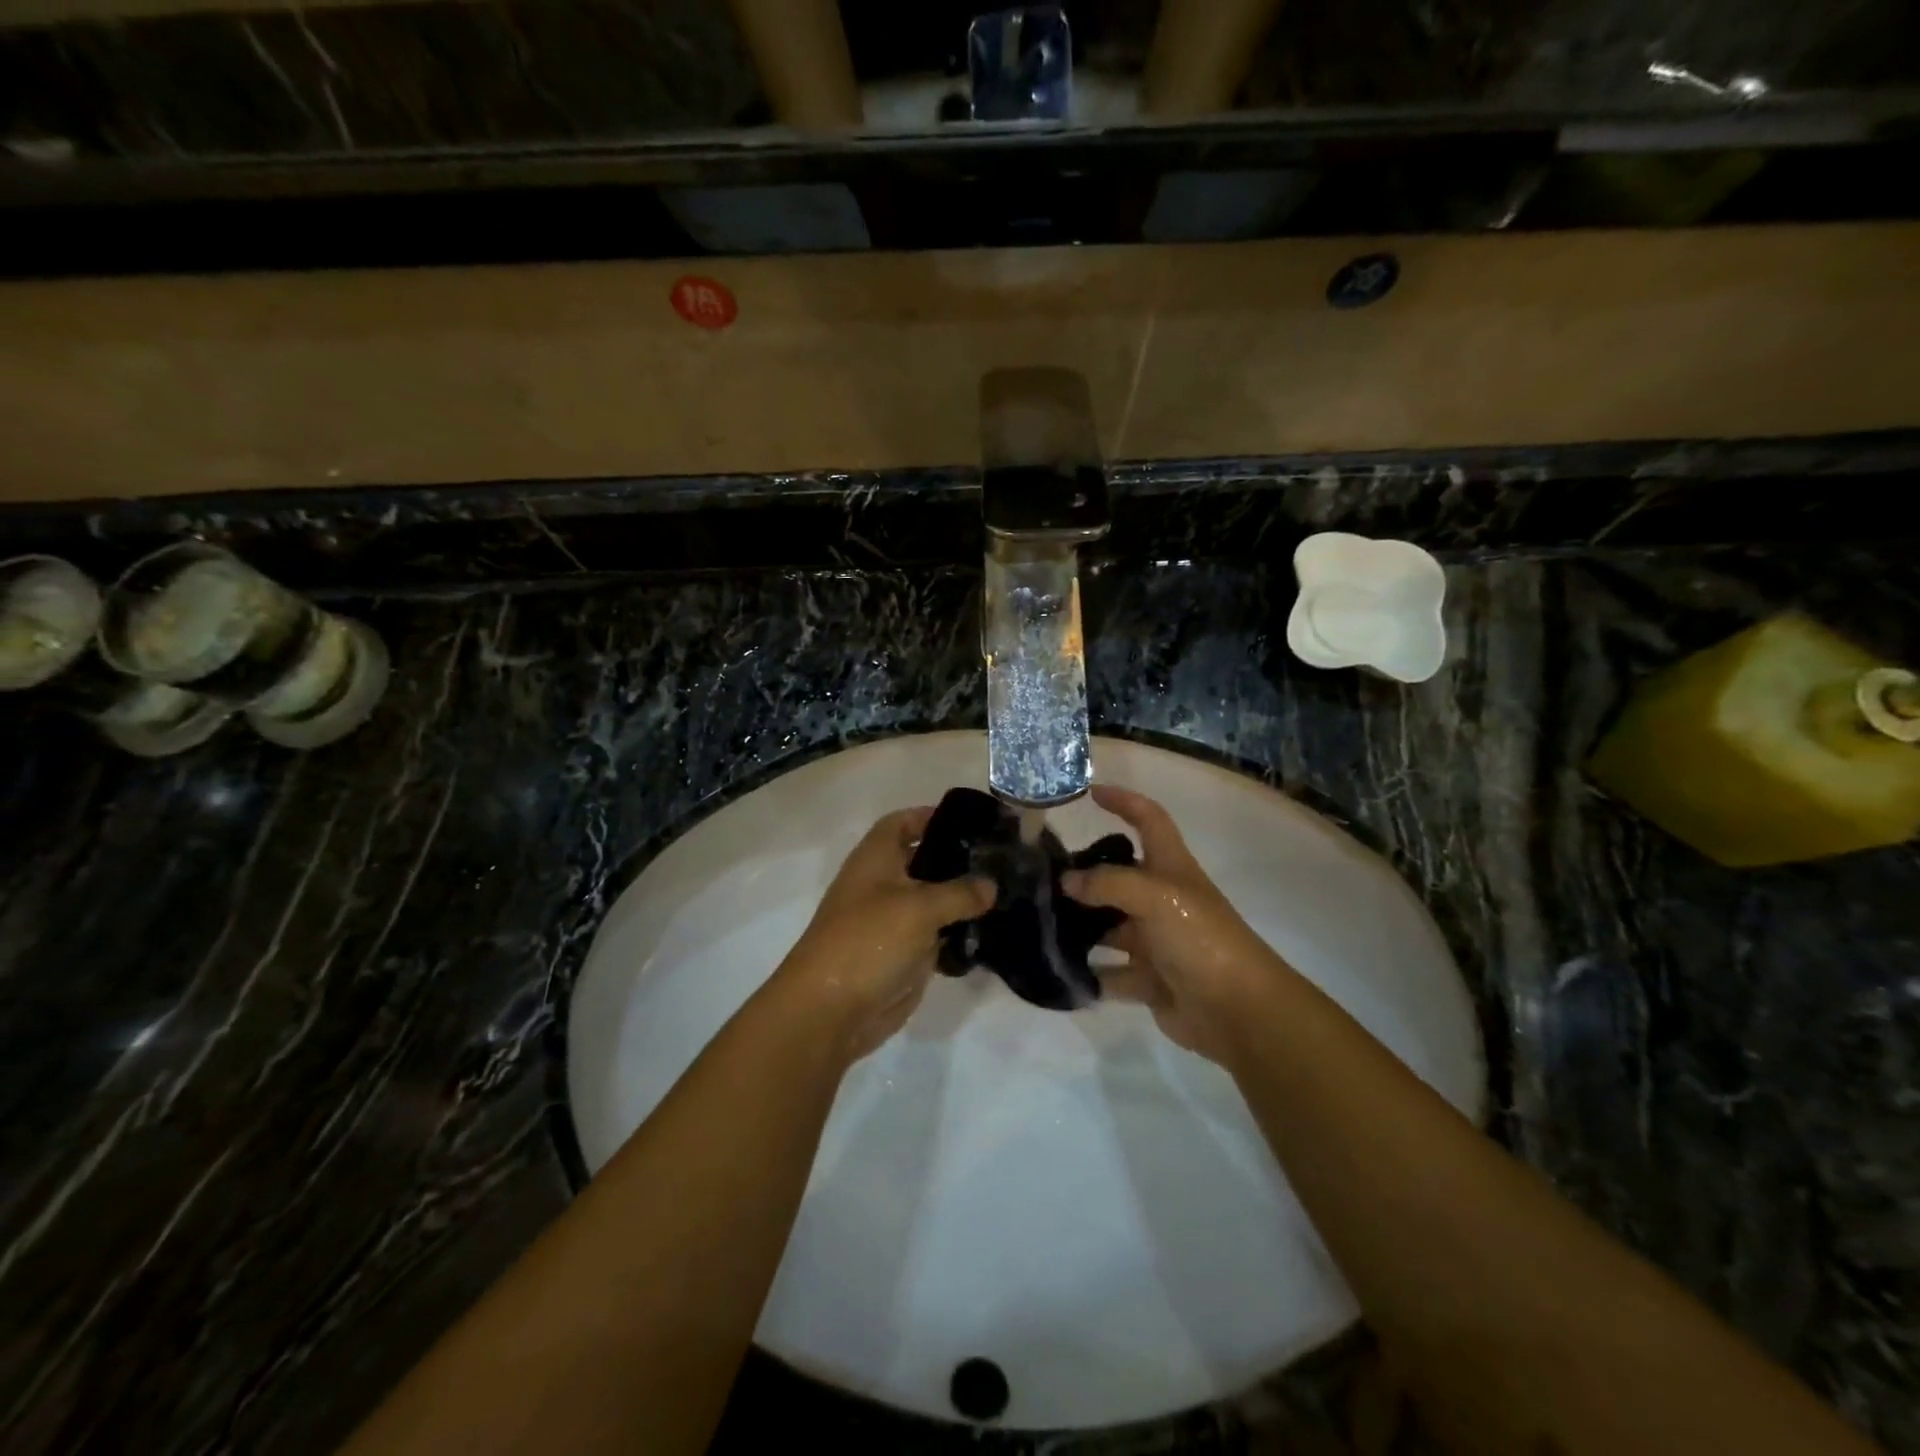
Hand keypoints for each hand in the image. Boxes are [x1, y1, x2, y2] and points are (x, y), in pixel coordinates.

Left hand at [775, 807, 993, 1060]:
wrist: (830, 1011)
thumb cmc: (868, 941)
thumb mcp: (920, 908)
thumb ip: (960, 892)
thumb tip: (990, 885)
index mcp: (875, 859)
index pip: (903, 822)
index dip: (932, 816)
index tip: (973, 822)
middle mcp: (883, 884)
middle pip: (923, 861)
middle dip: (958, 859)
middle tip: (1002, 859)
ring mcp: (892, 921)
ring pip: (933, 901)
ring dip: (963, 899)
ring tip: (1008, 892)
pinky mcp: (903, 954)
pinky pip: (936, 935)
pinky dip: (958, 933)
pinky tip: (992, 931)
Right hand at [1063, 785, 1298, 1065]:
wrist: (1238, 1011)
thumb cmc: (1200, 938)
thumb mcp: (1155, 897)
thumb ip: (1107, 883)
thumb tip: (1066, 881)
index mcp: (1171, 868)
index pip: (1149, 820)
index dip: (1124, 801)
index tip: (1090, 792)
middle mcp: (1161, 899)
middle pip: (1118, 876)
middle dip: (1084, 873)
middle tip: (1040, 874)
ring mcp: (1155, 940)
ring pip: (1108, 926)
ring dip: (1080, 925)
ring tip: (1037, 921)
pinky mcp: (1148, 978)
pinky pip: (1109, 972)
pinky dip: (1088, 973)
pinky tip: (1057, 969)